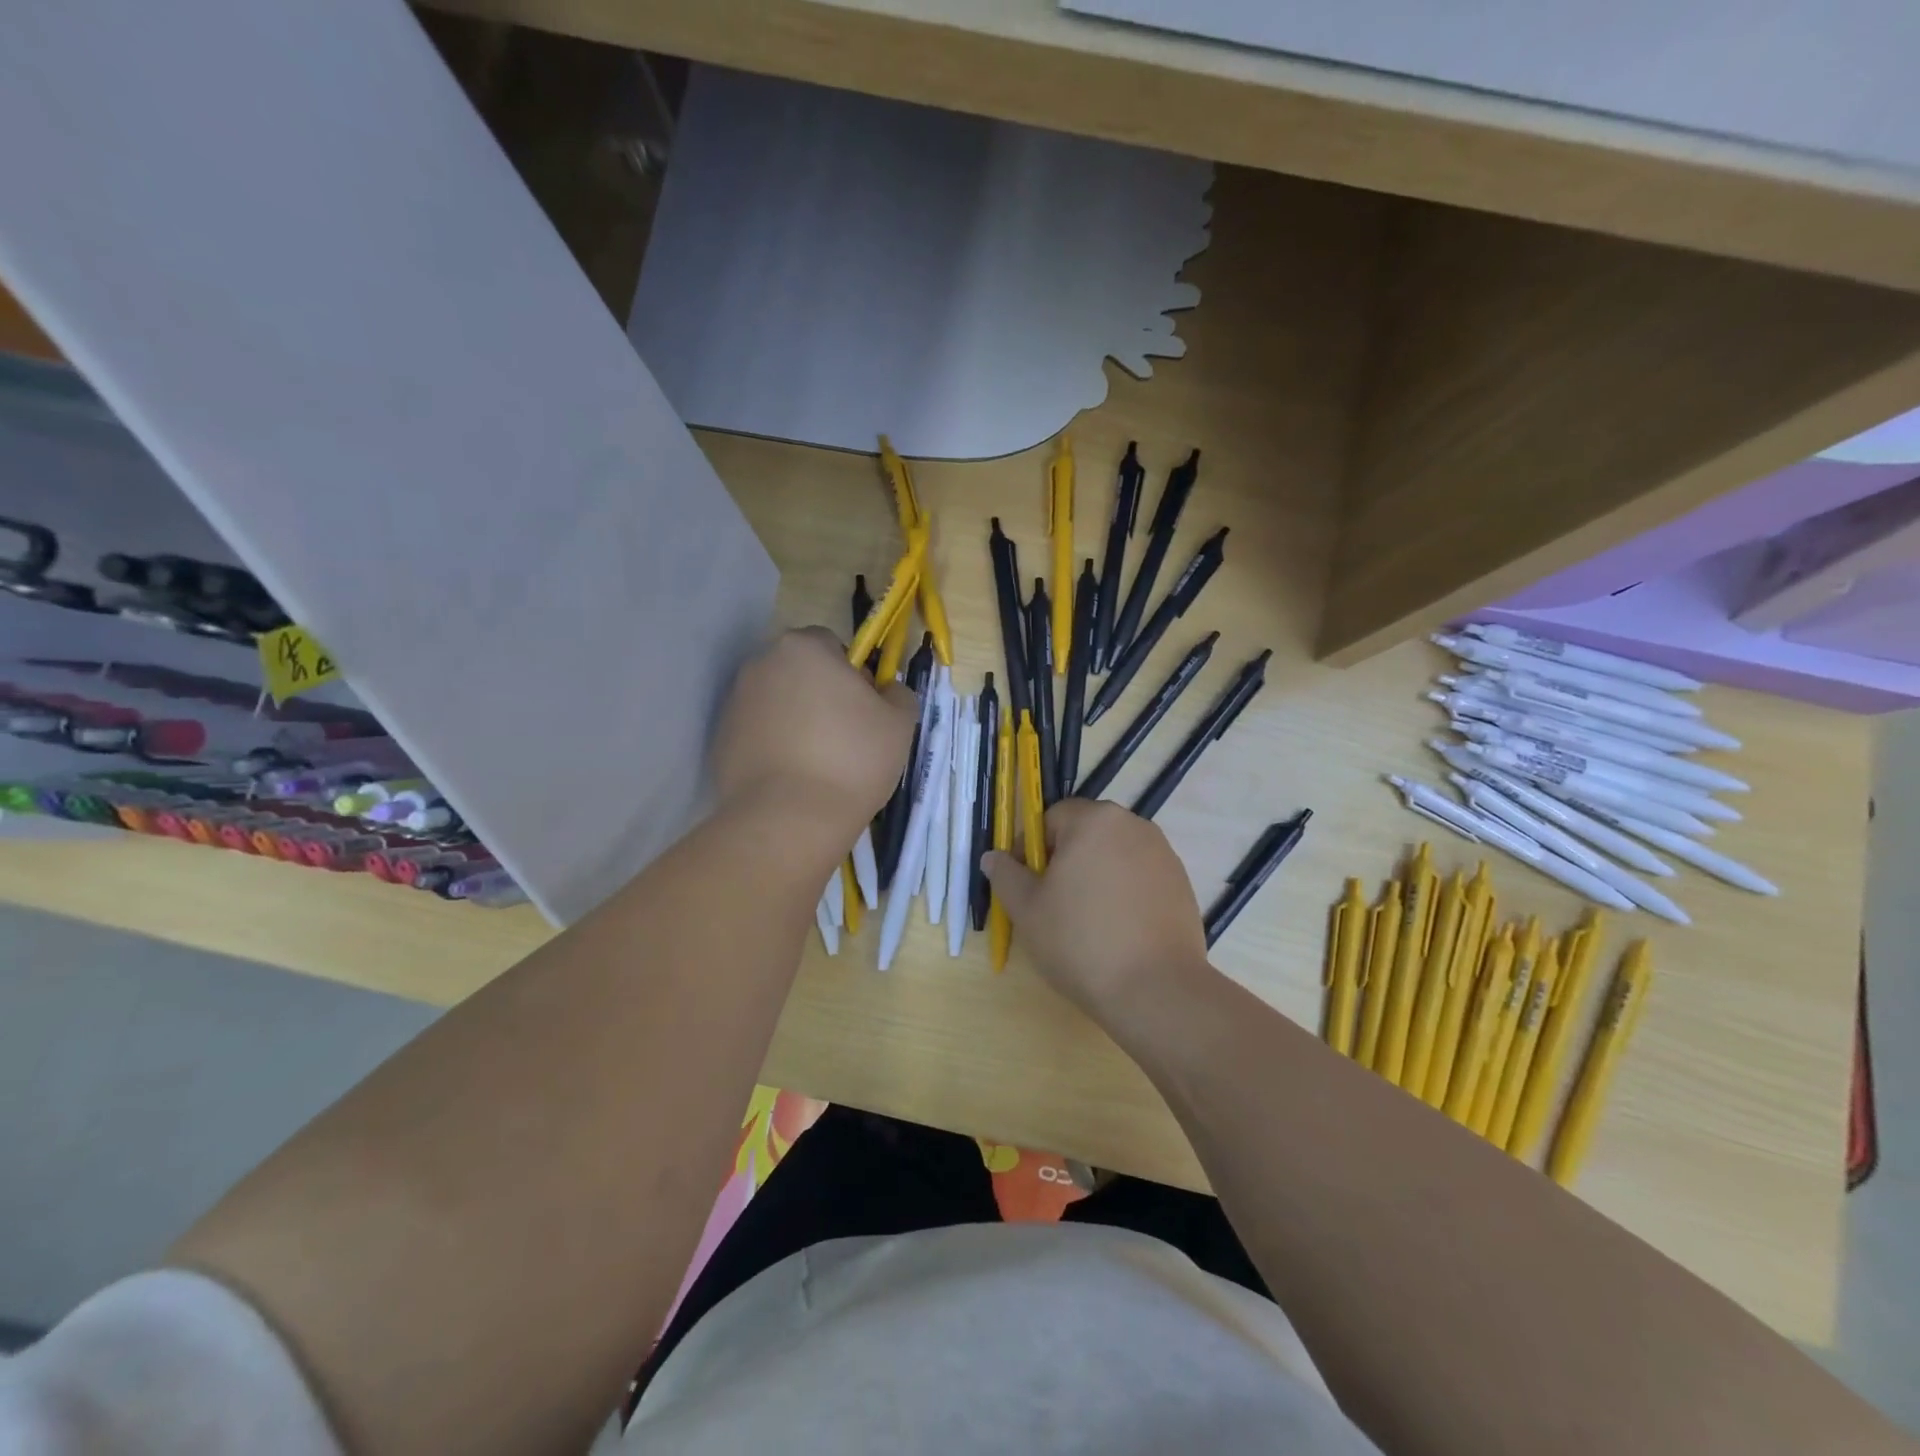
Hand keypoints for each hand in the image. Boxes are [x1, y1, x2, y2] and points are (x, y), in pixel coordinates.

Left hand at [711, 628, 916, 842]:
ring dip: (796, 719)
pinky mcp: (721, 740)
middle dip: (820, 694)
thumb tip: (885, 689)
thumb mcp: (900, 723)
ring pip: (778, 702)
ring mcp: (735, 702)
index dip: (853, 674)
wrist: (789, 819)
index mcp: (803, 648)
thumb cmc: (852, 760)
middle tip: (845, 736)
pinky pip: (758, 733)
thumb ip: (898, 693)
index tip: (865, 710)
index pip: (832, 645)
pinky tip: (792, 777)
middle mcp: (761, 664)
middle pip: (800, 671)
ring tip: (818, 762)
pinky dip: (774, 746)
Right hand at [983, 798, 1211, 1023]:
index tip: (1025, 886)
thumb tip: (993, 857)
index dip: (1031, 850)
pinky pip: (1139, 878)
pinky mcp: (1181, 884)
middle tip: (1051, 905)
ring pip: (1113, 856)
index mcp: (1094, 820)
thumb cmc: (1080, 941)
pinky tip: (1117, 931)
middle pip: (1085, 834)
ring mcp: (1163, 854)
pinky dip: (1123, 894)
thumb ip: (1006, 875)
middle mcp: (1133, 826)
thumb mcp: (1026, 909)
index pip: (1051, 819)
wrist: (1157, 990)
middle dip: (1064, 862)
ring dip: (1094, 877)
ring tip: (1085, 922)